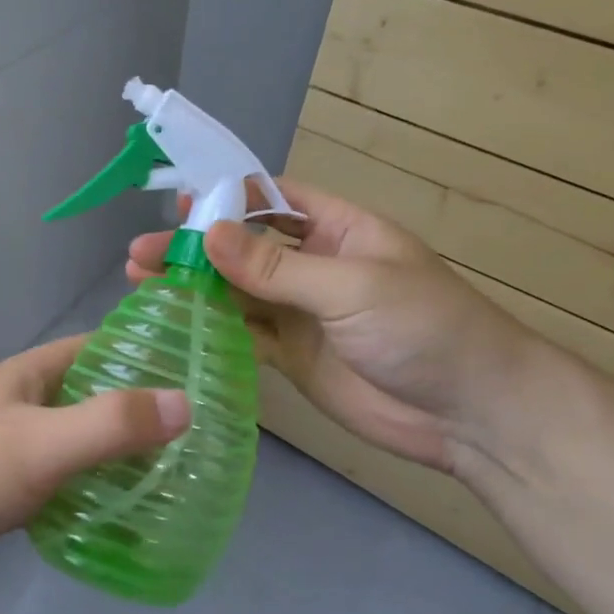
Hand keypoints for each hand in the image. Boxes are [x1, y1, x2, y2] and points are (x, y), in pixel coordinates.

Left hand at [0, 337, 189, 594]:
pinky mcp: (9, 490)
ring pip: (84, 443)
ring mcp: (18, 447)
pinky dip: (96, 492)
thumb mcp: (40, 443)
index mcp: (35, 374)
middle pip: (98, 397)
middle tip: (205, 437)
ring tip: (181, 477)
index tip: (203, 373)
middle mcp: (29, 403)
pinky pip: (66, 483)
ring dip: (123, 456)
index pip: (103, 347)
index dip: (150, 354)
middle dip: (145, 412)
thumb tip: (185, 403)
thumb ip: (109, 423)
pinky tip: (130, 516)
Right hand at [127, 179, 532, 472]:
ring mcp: (302, 313)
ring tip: (142, 282)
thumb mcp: (351, 285)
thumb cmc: (424, 328)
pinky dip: (211, 327)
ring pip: (238, 292)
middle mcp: (314, 265)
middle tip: (142, 253)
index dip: (227, 198)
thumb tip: (209, 233)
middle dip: (197, 246)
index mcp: (339, 229)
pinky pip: (245, 334)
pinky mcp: (292, 356)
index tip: (177, 204)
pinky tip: (174, 321)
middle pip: (245, 247)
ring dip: (195, 286)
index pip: (273, 199)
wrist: (471, 415)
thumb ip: (277, 266)